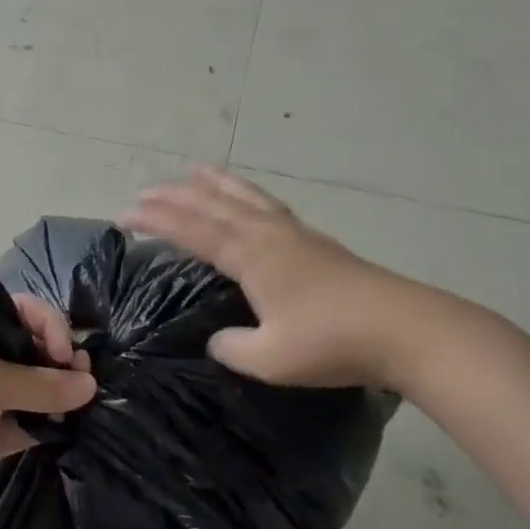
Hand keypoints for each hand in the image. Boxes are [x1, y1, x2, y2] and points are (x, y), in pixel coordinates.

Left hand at [0, 295, 95, 508]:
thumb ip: (44, 384)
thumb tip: (90, 384)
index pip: (23, 312)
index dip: (51, 326)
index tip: (65, 353)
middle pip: (31, 350)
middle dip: (59, 362)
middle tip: (82, 377)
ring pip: (32, 389)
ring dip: (57, 396)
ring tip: (82, 403)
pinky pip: (26, 424)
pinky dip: (46, 425)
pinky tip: (68, 428)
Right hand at [120, 166, 459, 392]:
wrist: (406, 329)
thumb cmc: (332, 342)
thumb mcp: (271, 359)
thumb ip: (234, 348)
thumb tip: (217, 340)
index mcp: (250, 255)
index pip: (191, 230)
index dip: (155, 220)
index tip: (124, 214)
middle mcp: (267, 234)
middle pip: (212, 204)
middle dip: (174, 196)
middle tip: (143, 193)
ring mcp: (295, 234)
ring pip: (244, 197)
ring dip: (214, 183)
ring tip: (195, 169)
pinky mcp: (316, 243)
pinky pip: (267, 205)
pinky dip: (247, 194)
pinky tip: (251, 203)